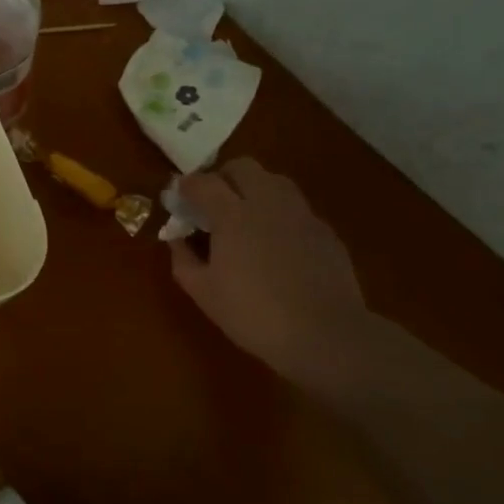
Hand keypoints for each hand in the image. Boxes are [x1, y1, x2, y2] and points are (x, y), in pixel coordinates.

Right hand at [169, 159, 368, 383]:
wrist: (326, 336)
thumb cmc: (254, 314)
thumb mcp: (204, 292)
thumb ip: (183, 259)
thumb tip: (177, 239)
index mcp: (232, 214)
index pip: (203, 181)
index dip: (186, 186)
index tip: (178, 199)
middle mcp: (267, 203)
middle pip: (242, 167)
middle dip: (222, 177)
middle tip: (212, 203)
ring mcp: (301, 214)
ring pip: (274, 181)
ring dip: (254, 189)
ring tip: (245, 218)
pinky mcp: (325, 231)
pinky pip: (296, 208)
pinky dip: (279, 214)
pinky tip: (276, 244)